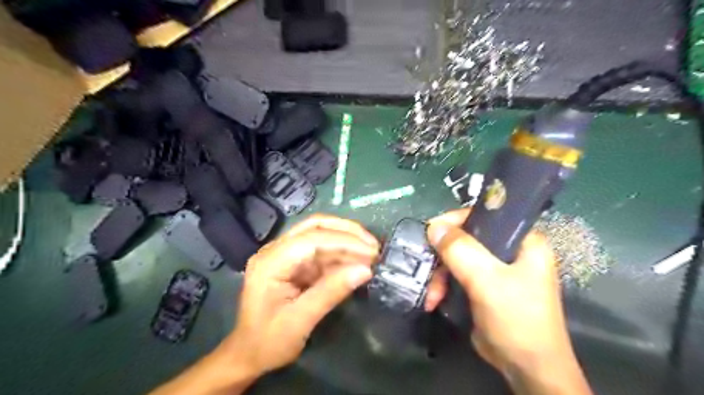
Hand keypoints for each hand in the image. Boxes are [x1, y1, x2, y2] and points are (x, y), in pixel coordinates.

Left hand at [226, 215, 378, 376]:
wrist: (249, 354)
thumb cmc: (268, 342)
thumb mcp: (300, 321)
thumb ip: (331, 292)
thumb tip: (365, 270)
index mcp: (270, 262)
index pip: (311, 240)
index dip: (344, 242)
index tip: (371, 253)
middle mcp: (276, 250)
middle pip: (314, 227)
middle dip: (347, 232)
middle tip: (373, 246)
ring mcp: (285, 254)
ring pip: (320, 234)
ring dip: (347, 241)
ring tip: (371, 253)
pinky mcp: (295, 262)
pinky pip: (321, 250)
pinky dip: (341, 254)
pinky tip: (357, 261)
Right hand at [423, 208, 589, 393]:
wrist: (527, 369)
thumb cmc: (516, 318)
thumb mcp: (487, 280)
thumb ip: (460, 250)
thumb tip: (433, 226)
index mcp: (523, 240)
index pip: (485, 216)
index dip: (456, 221)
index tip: (431, 232)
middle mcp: (510, 250)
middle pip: (467, 238)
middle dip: (443, 256)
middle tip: (427, 267)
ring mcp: (496, 269)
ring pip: (458, 258)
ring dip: (440, 275)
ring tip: (431, 295)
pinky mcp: (484, 286)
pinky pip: (457, 275)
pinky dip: (444, 286)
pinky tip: (434, 301)